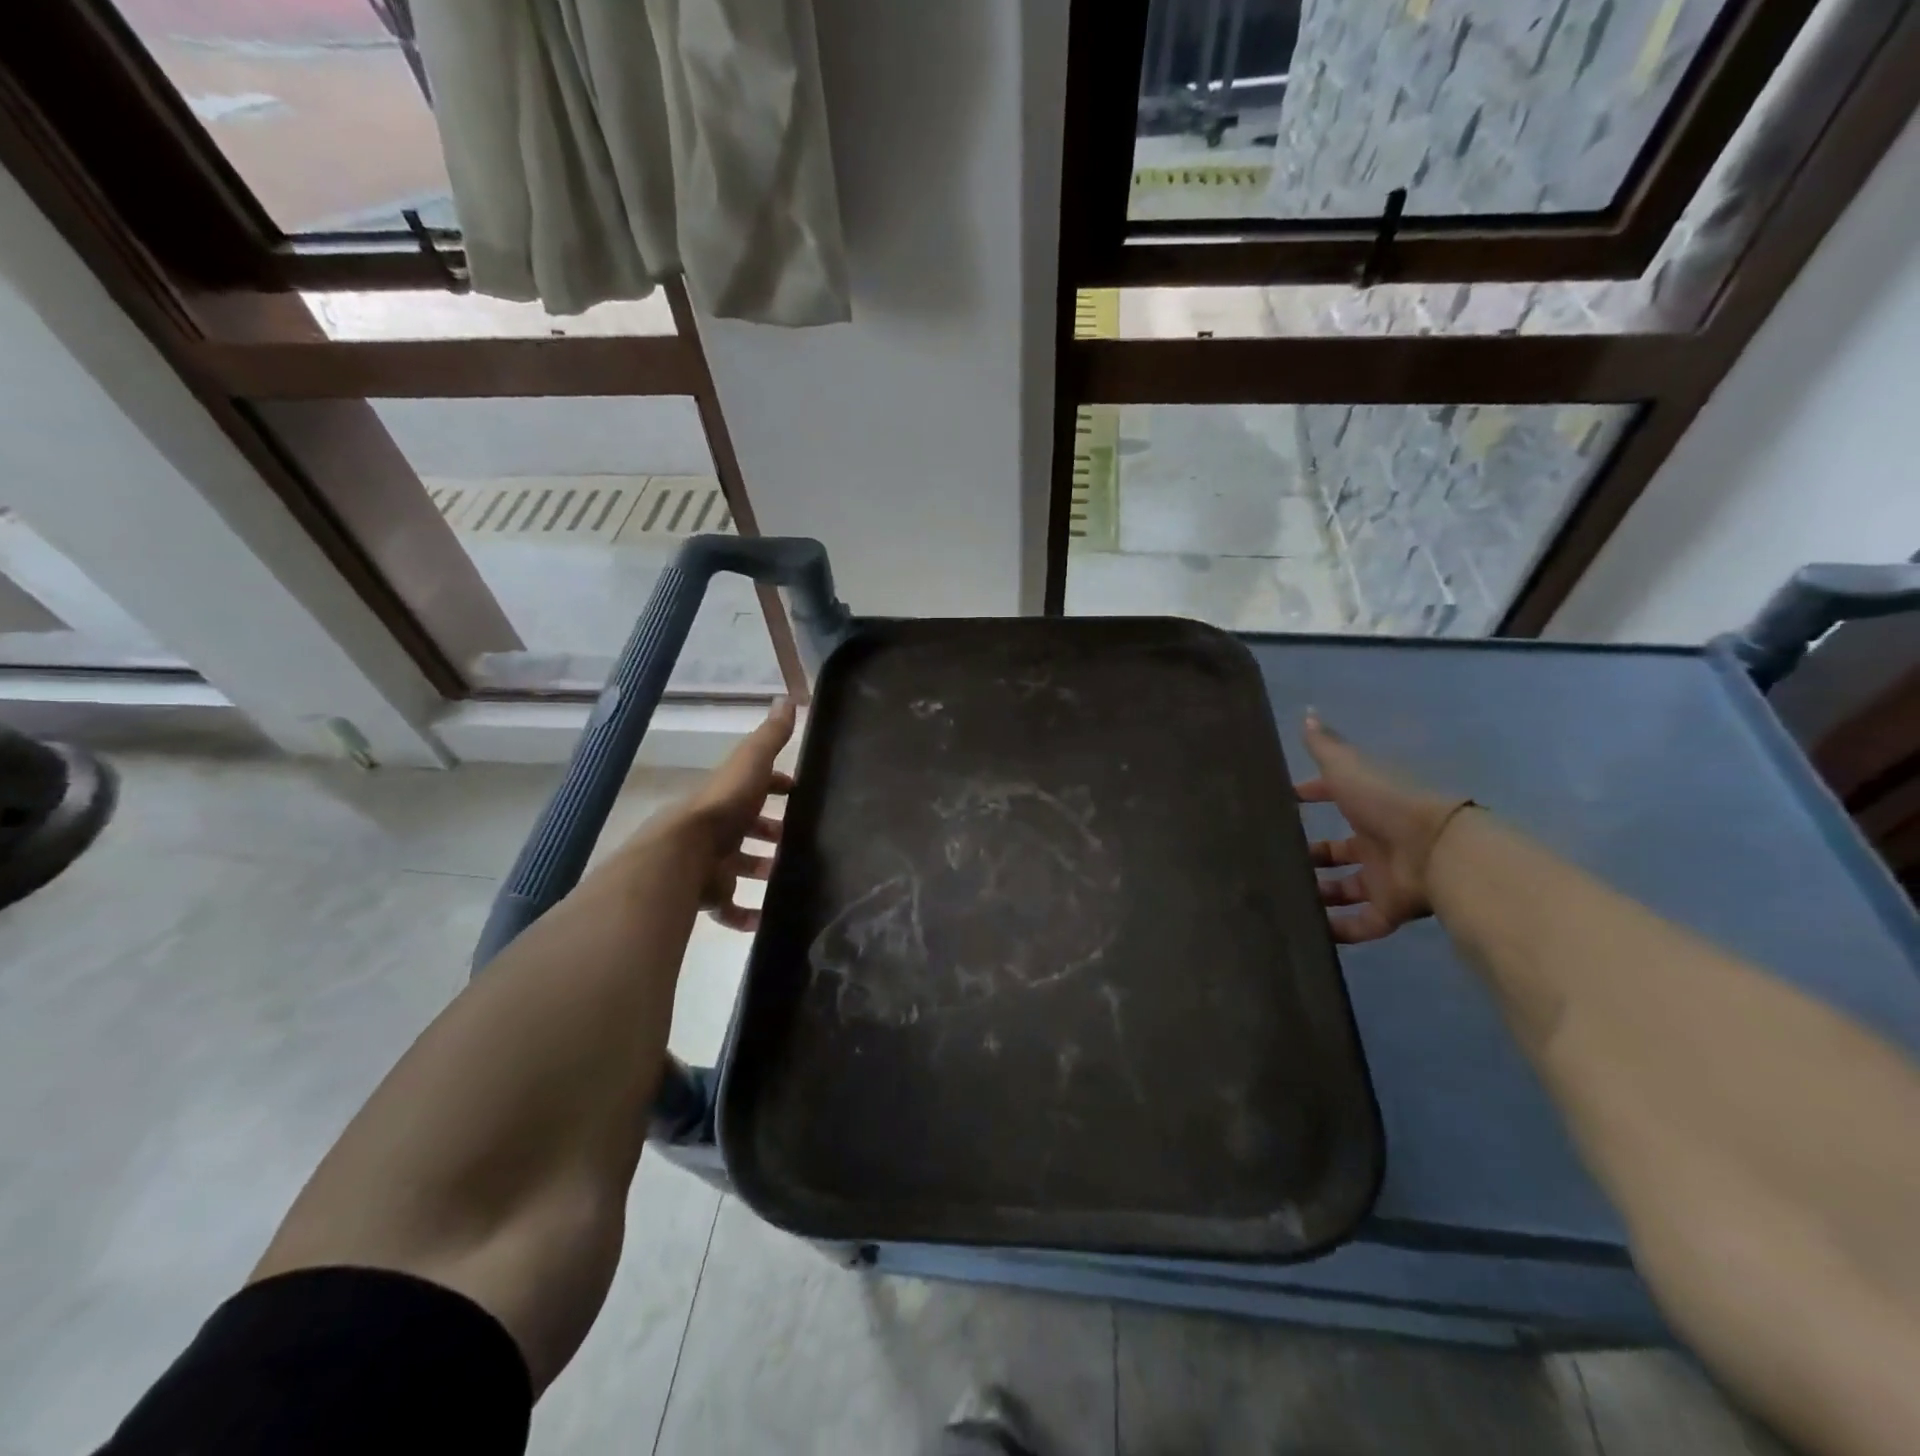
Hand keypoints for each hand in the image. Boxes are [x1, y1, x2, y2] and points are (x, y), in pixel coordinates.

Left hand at [684, 698, 796, 931]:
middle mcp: (716, 829)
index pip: (754, 788)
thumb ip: (770, 738)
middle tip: (801, 843)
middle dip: (771, 834)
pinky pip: (728, 907)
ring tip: (791, 879)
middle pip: (746, 830)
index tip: (799, 795)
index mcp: (726, 797)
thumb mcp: (751, 765)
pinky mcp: (706, 896)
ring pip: (738, 868)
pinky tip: (765, 920)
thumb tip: (786, 699)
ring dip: (761, 871)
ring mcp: (709, 864)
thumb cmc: (723, 807)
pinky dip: (745, 915)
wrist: (681, 855)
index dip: (777, 788)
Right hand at [1295, 712, 1471, 944]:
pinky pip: (1362, 924)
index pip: (1334, 798)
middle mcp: (1376, 842)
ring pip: (1346, 888)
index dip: (1310, 796)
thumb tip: (1307, 712)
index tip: (1283, 802)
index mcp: (1367, 807)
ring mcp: (1384, 877)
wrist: (1436, 849)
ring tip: (1284, 897)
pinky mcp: (1391, 909)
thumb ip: (1326, 746)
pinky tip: (1309, 931)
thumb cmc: (1386, 803)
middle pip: (1338, 851)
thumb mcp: (1348, 768)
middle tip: (1274, 860)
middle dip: (1311, 855)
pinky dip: (1339, 930)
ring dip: (1320, 894)